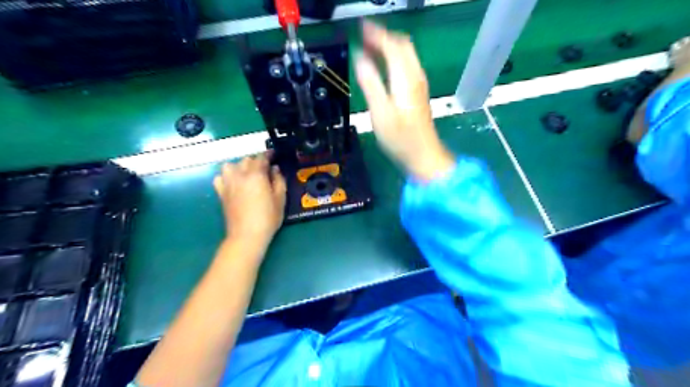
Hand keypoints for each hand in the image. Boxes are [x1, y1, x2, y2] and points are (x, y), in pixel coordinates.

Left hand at [212, 155, 283, 253]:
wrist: (246, 235)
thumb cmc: (268, 217)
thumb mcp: (280, 199)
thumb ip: (279, 180)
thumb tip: (275, 169)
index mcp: (256, 174)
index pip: (262, 157)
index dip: (269, 154)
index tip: (274, 155)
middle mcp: (240, 174)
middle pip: (247, 159)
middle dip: (256, 161)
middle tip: (265, 169)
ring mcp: (228, 183)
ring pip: (231, 165)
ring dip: (240, 166)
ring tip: (248, 174)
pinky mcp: (221, 192)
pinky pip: (220, 177)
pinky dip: (226, 176)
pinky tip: (234, 182)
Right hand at [353, 19, 456, 179]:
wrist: (423, 155)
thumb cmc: (400, 138)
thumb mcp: (380, 112)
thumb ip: (370, 83)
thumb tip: (360, 59)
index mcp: (405, 78)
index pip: (392, 45)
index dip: (376, 33)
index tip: (360, 27)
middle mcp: (415, 76)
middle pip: (402, 45)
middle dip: (383, 36)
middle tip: (363, 35)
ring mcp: (419, 84)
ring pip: (406, 54)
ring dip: (389, 46)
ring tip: (370, 46)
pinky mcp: (418, 93)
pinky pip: (407, 65)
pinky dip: (394, 58)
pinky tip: (383, 66)